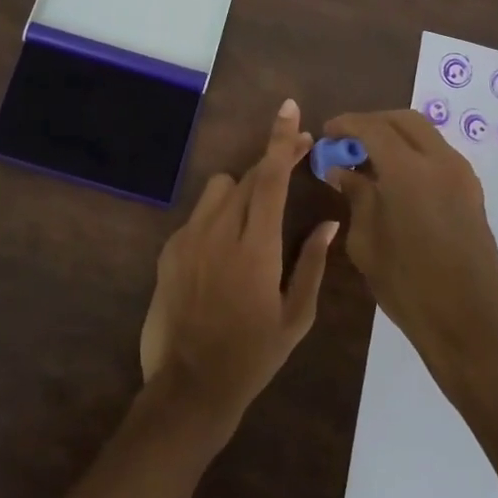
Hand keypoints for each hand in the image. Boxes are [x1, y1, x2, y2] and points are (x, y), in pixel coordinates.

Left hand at [139, 99, 337, 438]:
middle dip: (273, 160)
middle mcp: (218, 232)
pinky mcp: (169, 250)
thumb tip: (329, 222)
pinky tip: (227, 247)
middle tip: (299, 157)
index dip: (281, 140)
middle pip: (247, 176)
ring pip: (219, 188)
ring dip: (243, 189)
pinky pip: (199, 214)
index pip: (269, 179)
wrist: (189, 387)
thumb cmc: (252, 356)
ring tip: (259, 214)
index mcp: (255, 248)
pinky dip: (219, 216)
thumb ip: (312, 263)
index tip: (290, 109)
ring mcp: (188, 238)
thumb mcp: (295, 317)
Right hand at [323, 109, 497, 387]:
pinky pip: (438, 155)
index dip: (347, 124)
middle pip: (404, 120)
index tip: (327, 133)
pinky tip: (394, 179)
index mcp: (409, 171)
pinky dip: (413, 153)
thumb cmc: (409, 286)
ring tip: (368, 160)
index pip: (373, 127)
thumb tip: (341, 170)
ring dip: (395, 136)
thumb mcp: (367, 242)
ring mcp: (462, 175)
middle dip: (373, 123)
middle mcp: (440, 162)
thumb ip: (356, 196)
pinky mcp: (472, 192)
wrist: (470, 323)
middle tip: (348, 142)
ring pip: (425, 135)